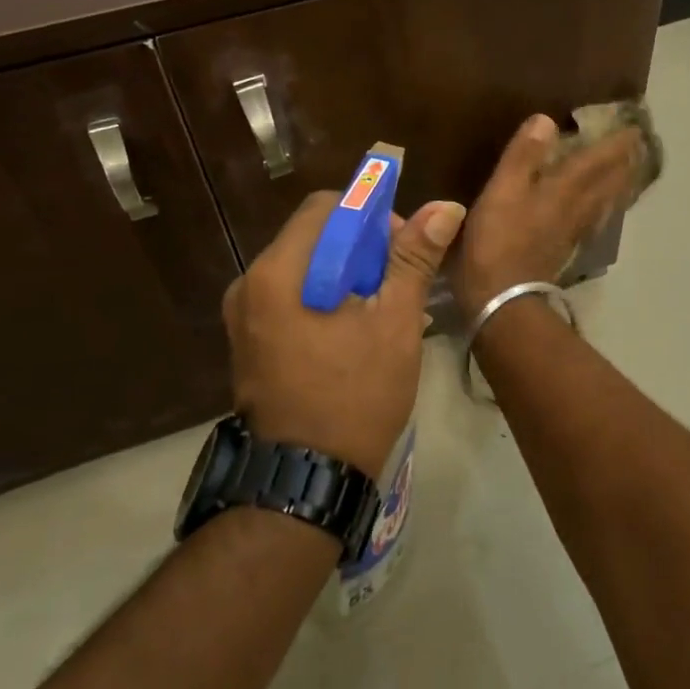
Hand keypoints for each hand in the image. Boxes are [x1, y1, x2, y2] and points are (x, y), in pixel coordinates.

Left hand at [223, 191, 465, 476]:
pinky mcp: (249, 341)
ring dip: (346, 274)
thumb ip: (414, 258)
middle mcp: (249, 284)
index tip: (401, 249)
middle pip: (314, 235)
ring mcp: (243, 315)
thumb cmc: (355, 396)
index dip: (370, 215)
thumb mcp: (394, 323)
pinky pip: (291, 296)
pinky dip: (325, 297)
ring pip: (304, 267)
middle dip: (362, 248)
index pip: (326, 207)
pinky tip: (356, 329)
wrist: (306, 482)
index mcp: (278, 272)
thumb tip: (446, 206)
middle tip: (398, 284)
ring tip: (384, 310)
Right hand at [451, 114, 644, 319]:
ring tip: (627, 173)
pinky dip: (602, 208)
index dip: (616, 144)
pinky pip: (594, 221)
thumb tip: (546, 119)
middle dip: (624, 163)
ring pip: (605, 203)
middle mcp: (577, 209)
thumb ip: (523, 155)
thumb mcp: (503, 190)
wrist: (503, 298)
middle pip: (609, 183)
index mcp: (564, 190)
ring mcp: (573, 233)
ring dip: (618, 185)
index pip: (598, 161)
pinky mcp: (564, 251)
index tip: (633, 128)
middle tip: (637, 148)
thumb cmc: (498, 240)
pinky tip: (598, 211)